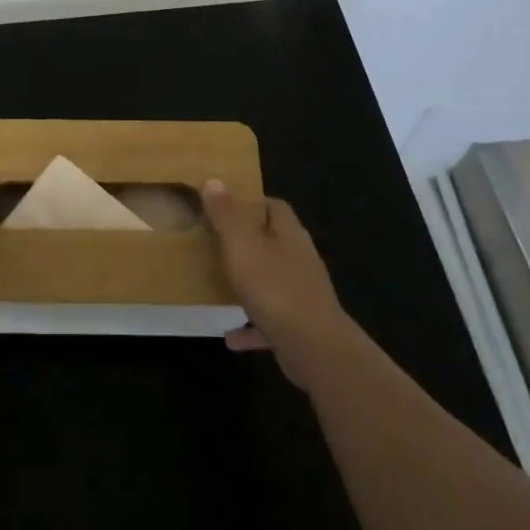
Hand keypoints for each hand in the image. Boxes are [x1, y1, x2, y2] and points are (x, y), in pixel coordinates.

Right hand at [202, 181, 350, 386]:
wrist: (315, 349)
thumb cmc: (275, 289)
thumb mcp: (242, 246)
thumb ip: (226, 215)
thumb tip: (215, 180)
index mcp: (289, 235)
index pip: (275, 207)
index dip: (252, 203)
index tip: (225, 207)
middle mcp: (300, 260)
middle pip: (274, 242)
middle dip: (249, 242)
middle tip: (217, 244)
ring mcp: (303, 295)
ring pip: (273, 281)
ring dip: (250, 284)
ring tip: (221, 287)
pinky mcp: (300, 327)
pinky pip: (270, 322)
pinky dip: (251, 326)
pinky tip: (230, 336)